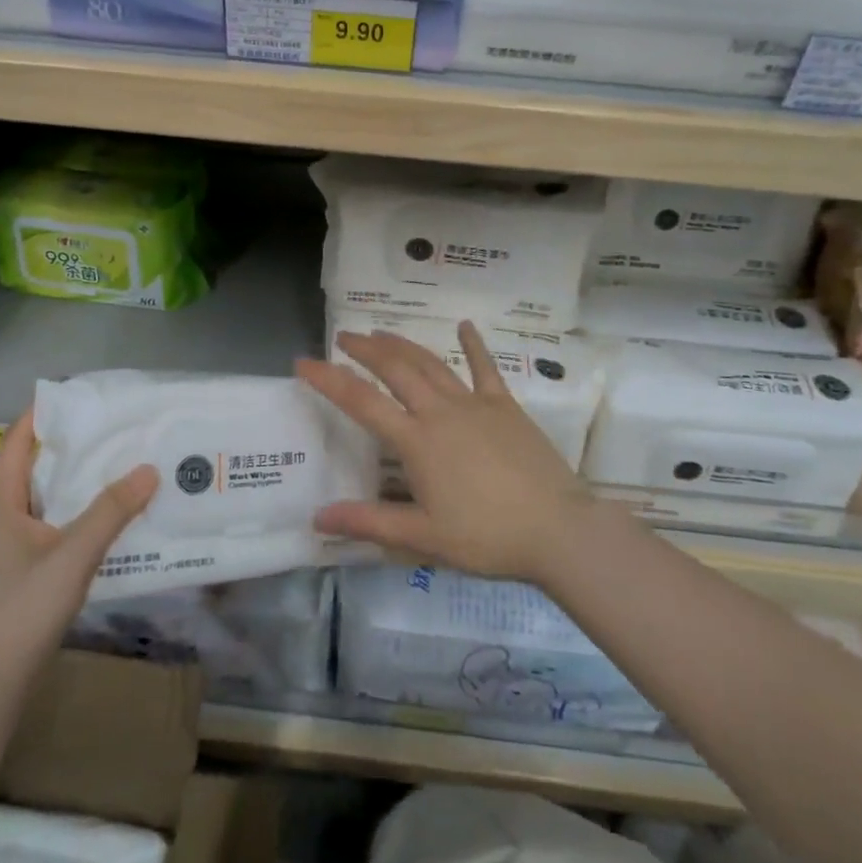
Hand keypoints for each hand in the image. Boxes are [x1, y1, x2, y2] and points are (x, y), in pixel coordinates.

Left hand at [0, 410, 157, 643]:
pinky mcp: (26, 573)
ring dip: (80, 484)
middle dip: (71, 448)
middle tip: (114, 430)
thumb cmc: (22, 608)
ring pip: (49, 501)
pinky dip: (82, 515)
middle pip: (36, 470)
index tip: (76, 396)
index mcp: (3, 504)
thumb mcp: (72, 554)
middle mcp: (4, 519)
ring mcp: (13, 549)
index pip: (16, 445)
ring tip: (121, 467)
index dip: (40, 416)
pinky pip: (57, 528)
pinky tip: (113, 521)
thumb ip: (110, 511)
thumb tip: (149, 469)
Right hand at [296, 321, 593, 583]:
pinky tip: (465, 325)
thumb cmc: (487, 537)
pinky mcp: (505, 406)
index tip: (304, 362)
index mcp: (417, 441)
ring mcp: (476, 404)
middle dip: (366, 350)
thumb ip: (369, 523)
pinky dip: (474, 345)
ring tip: (380, 331)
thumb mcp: (423, 537)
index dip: (329, 380)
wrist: (558, 529)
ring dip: (404, 344)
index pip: (362, 402)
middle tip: (344, 336)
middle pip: (396, 369)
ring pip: (431, 364)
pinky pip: (486, 369)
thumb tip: (318, 518)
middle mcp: (441, 412)